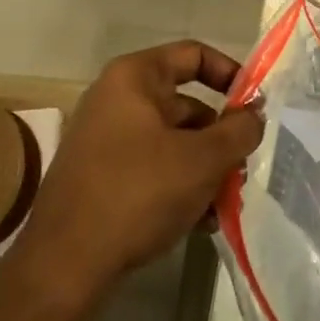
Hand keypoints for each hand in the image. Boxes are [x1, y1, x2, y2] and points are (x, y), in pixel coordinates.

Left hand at [13, 41, 263, 305]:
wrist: (64, 265)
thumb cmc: (138, 193)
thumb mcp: (202, 160)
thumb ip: (239, 130)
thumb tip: (254, 114)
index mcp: (135, 78)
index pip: (193, 55)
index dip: (230, 74)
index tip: (254, 107)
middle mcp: (116, 99)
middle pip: (186, 105)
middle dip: (220, 139)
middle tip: (242, 169)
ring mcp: (105, 138)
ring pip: (172, 141)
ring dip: (204, 169)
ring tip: (223, 205)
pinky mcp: (100, 176)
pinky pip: (152, 167)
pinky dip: (178, 186)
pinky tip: (199, 222)